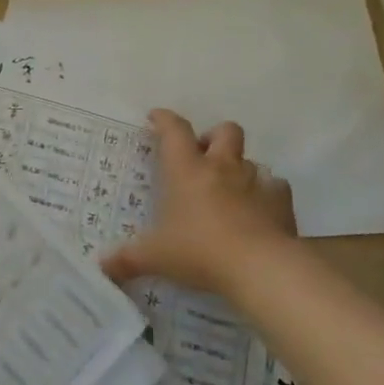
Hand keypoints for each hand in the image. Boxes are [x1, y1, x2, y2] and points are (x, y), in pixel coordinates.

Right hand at [101, 110, 297, 303]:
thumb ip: (127, 259)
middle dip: (213, 137)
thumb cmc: (199, 251)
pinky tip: (260, 210)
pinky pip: (276, 188)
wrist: (260, 267)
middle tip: (203, 157)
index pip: (174, 131)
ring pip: (251, 159)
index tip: (156, 117)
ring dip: (240, 168)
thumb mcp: (154, 257)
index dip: (164, 120)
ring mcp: (255, 182)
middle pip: (225, 131)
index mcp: (186, 170)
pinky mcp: (281, 203)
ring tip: (230, 189)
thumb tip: (102, 267)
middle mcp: (222, 168)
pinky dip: (267, 194)